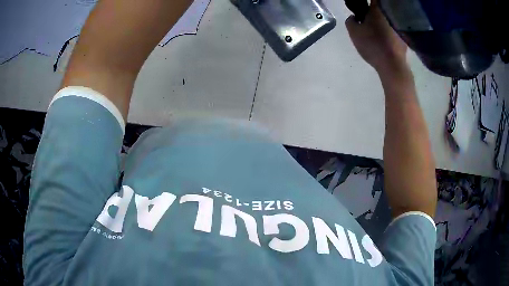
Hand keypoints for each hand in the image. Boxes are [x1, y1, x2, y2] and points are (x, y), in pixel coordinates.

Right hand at [345, 0, 407, 74]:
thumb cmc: (372, 44)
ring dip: (383, 21)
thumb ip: (350, 20)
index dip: (366, 1)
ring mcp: (400, 26)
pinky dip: (390, 32)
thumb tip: (355, 17)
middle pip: (382, 7)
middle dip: (374, 10)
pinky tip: (386, 40)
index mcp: (378, 8)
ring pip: (389, 18)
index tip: (362, 6)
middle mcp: (391, 14)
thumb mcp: (353, 31)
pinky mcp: (405, 37)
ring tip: (376, 31)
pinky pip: (395, 30)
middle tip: (367, 18)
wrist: (392, 65)